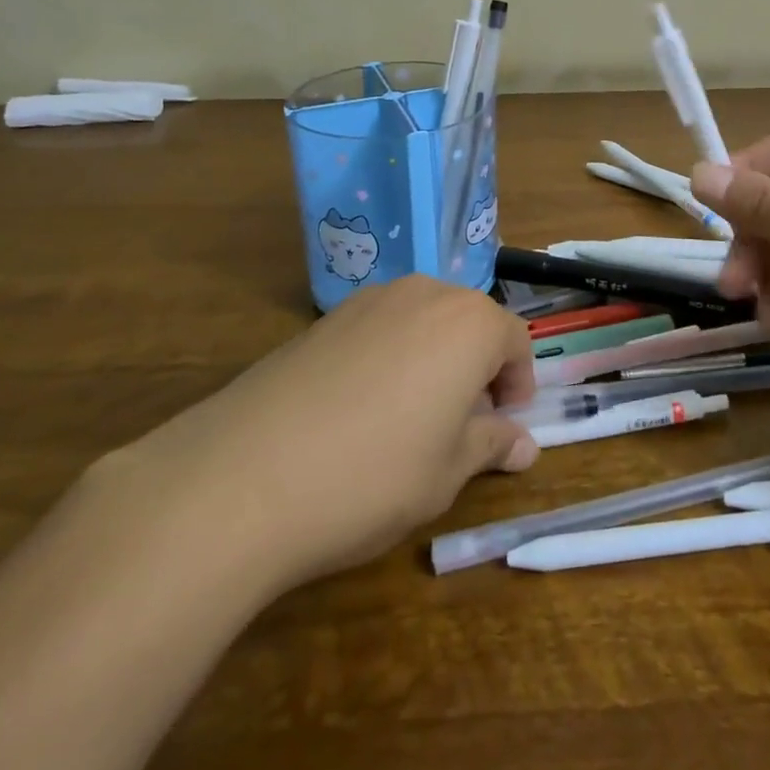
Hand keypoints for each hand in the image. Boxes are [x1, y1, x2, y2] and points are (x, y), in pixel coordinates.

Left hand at [101, 275, 537, 597]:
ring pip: (424, 321)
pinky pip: (380, 327)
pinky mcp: (326, 318)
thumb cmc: (373, 474)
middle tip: (464, 423)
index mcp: (469, 323)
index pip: (515, 339)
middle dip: (478, 366)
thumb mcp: (446, 473)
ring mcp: (370, 300)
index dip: (518, 383)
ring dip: (435, 358)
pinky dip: (391, 356)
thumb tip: (525, 446)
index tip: (505, 424)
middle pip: (470, 321)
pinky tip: (361, 408)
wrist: (244, 475)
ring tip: (412, 416)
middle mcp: (425, 294)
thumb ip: (491, 445)